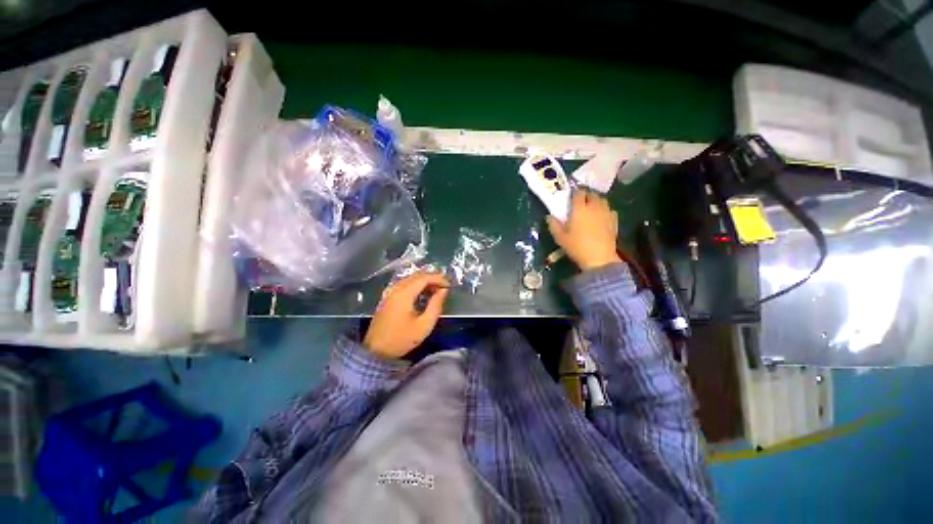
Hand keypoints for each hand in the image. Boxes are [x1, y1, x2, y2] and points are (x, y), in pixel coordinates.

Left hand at [364, 271, 449, 358]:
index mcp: (404, 293)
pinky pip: (404, 284)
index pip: (424, 278)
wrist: (375, 351)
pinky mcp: (388, 297)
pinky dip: (416, 285)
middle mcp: (396, 288)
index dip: (439, 278)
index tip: (449, 286)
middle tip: (444, 288)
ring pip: (410, 279)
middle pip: (417, 275)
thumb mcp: (424, 325)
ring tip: (436, 291)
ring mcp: (390, 292)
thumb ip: (436, 305)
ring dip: (424, 282)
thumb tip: (443, 291)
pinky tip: (423, 294)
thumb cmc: (401, 339)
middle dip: (432, 278)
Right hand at [546, 190, 621, 270]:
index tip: (571, 196)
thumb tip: (549, 216)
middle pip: (592, 194)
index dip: (575, 192)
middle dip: (586, 195)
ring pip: (603, 200)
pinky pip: (610, 210)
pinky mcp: (614, 221)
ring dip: (596, 201)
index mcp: (580, 209)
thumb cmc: (577, 247)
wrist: (599, 258)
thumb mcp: (560, 238)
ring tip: (591, 207)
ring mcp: (606, 213)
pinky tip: (601, 217)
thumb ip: (553, 225)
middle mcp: (594, 207)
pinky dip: (605, 210)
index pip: (579, 193)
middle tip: (580, 201)